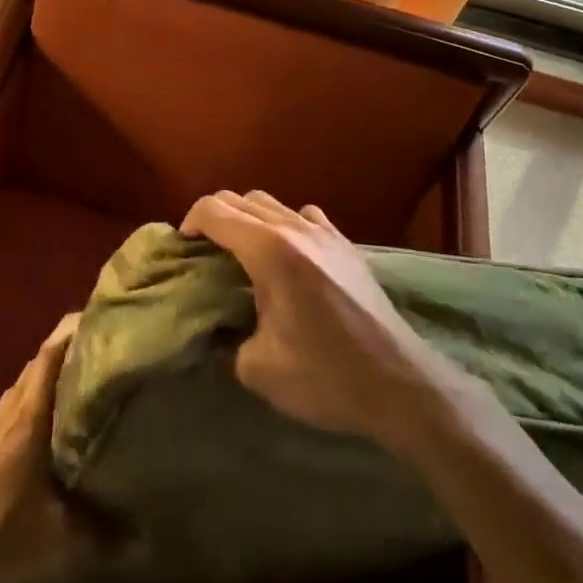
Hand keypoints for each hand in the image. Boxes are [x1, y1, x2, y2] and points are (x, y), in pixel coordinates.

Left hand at [0, 314, 77, 573]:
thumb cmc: (3, 522)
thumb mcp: (56, 531)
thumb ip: (97, 532)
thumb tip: (138, 541)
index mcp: (29, 415)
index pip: (47, 358)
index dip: (66, 336)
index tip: (88, 321)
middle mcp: (7, 411)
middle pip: (32, 369)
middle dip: (57, 357)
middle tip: (85, 357)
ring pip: (15, 391)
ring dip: (36, 384)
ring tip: (60, 392)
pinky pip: (1, 415)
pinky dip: (18, 410)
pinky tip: (25, 432)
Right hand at [180, 190, 461, 447]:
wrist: (400, 383)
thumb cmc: (326, 377)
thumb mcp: (258, 369)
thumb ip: (226, 340)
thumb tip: (218, 330)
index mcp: (268, 250)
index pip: (214, 211)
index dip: (190, 222)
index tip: (183, 248)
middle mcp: (294, 228)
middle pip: (240, 199)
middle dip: (214, 217)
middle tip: (204, 252)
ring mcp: (324, 232)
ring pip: (272, 203)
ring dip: (247, 218)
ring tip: (240, 252)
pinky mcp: (346, 244)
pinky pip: (304, 216)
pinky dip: (284, 224)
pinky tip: (287, 254)